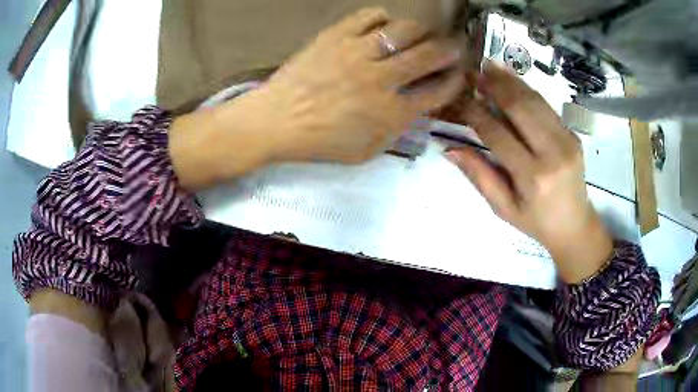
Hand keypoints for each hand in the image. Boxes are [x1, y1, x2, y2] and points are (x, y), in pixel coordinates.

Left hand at [251, 7, 464, 163]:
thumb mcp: (365, 151)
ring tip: (421, 33)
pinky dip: (383, 17)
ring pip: (405, 30)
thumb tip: (416, 107)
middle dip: (451, 49)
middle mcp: (381, 79)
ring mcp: (358, 53)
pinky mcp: (336, 36)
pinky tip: (384, 25)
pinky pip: (369, 16)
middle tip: (454, 45)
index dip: (455, 80)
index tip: (459, 74)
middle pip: (430, 55)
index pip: (438, 91)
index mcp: (391, 113)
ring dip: (422, 30)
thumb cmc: (320, 142)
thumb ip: (396, 130)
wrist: (275, 121)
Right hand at [446, 61, 612, 283]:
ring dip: (510, 81)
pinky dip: (527, 89)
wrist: (575, 225)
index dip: (475, 112)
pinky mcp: (572, 134)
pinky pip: (546, 106)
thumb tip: (449, 148)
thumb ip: (479, 176)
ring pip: (534, 101)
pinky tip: (512, 79)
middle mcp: (552, 153)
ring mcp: (566, 140)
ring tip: (489, 66)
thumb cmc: (536, 222)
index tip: (458, 98)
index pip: (497, 134)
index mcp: (532, 177)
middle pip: (519, 108)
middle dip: (493, 86)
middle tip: (473, 72)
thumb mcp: (503, 208)